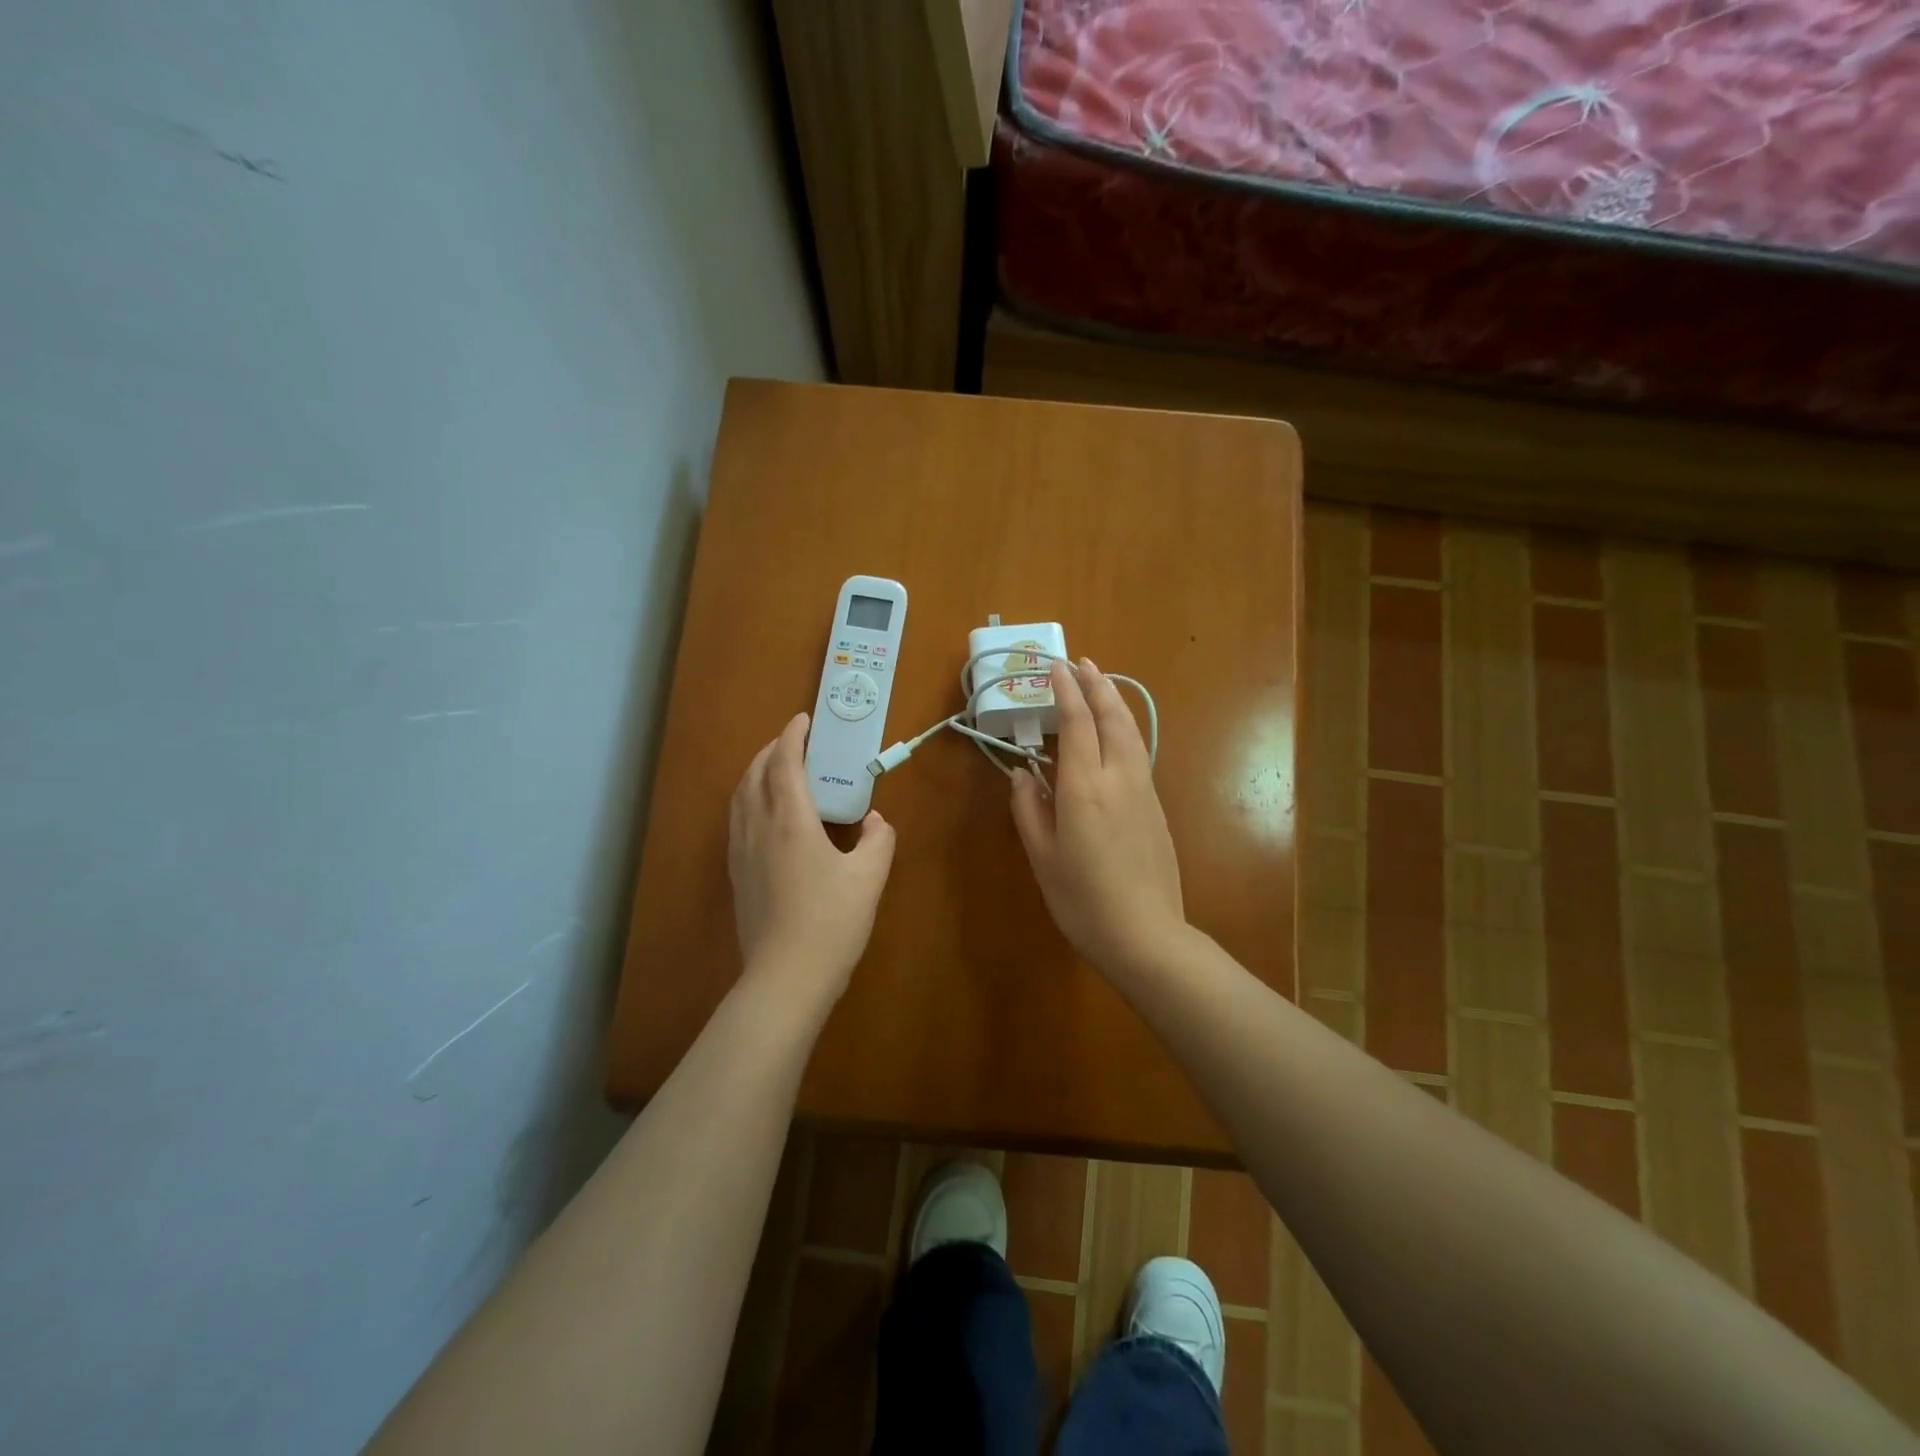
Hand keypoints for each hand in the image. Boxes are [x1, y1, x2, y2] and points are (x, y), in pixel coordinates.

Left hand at [729, 712, 896, 1006]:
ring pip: (740, 797)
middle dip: (771, 750)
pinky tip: (766, 816)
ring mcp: (741, 852)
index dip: (792, 736)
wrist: (786, 977)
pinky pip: (737, 820)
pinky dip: (749, 800)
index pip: (784, 763)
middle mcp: (758, 828)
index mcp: (791, 822)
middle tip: (794, 742)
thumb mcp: (870, 877)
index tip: (803, 720)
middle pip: (754, 774)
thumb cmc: (832, 922)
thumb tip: (875, 821)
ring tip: (776, 770)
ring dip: (755, 773)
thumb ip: (879, 839)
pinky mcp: (736, 875)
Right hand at [1010, 659, 1187, 975]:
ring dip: (1114, 701)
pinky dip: (1124, 727)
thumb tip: (1023, 773)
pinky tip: (1115, 731)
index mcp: (1084, 788)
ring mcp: (1143, 790)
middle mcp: (1118, 778)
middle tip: (1081, 662)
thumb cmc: (1082, 900)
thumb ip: (1029, 808)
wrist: (1146, 934)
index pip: (1076, 723)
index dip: (1066, 691)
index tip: (1055, 666)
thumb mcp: (1042, 856)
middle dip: (1096, 684)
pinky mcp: (1156, 805)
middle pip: (1111, 717)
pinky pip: (1138, 751)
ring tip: (1100, 683)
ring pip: (1131, 731)